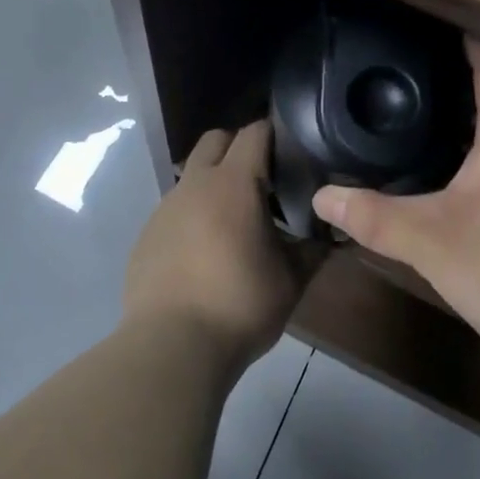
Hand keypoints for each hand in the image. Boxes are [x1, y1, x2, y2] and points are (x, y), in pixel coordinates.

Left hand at [123, 121, 306, 370]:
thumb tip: (333, 234)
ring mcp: (164, 208)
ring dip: (214, 185)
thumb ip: (313, 249)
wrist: (172, 346)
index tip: (293, 151)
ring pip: (192, 176)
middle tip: (263, 180)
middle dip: (239, 148)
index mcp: (233, 183)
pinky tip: (204, 254)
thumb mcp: (291, 280)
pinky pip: (174, 210)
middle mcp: (194, 185)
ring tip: (234, 223)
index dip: (275, 134)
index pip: (254, 132)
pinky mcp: (146, 235)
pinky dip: (193, 217)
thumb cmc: (240, 305)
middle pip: (215, 140)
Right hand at [312, 39, 479, 366]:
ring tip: (411, 113)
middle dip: (449, 78)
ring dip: (459, 119)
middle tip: (399, 70)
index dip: (461, 38)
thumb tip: (323, 196)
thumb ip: (374, 217)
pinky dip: (469, 153)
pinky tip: (442, 173)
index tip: (425, 21)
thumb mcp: (432, 242)